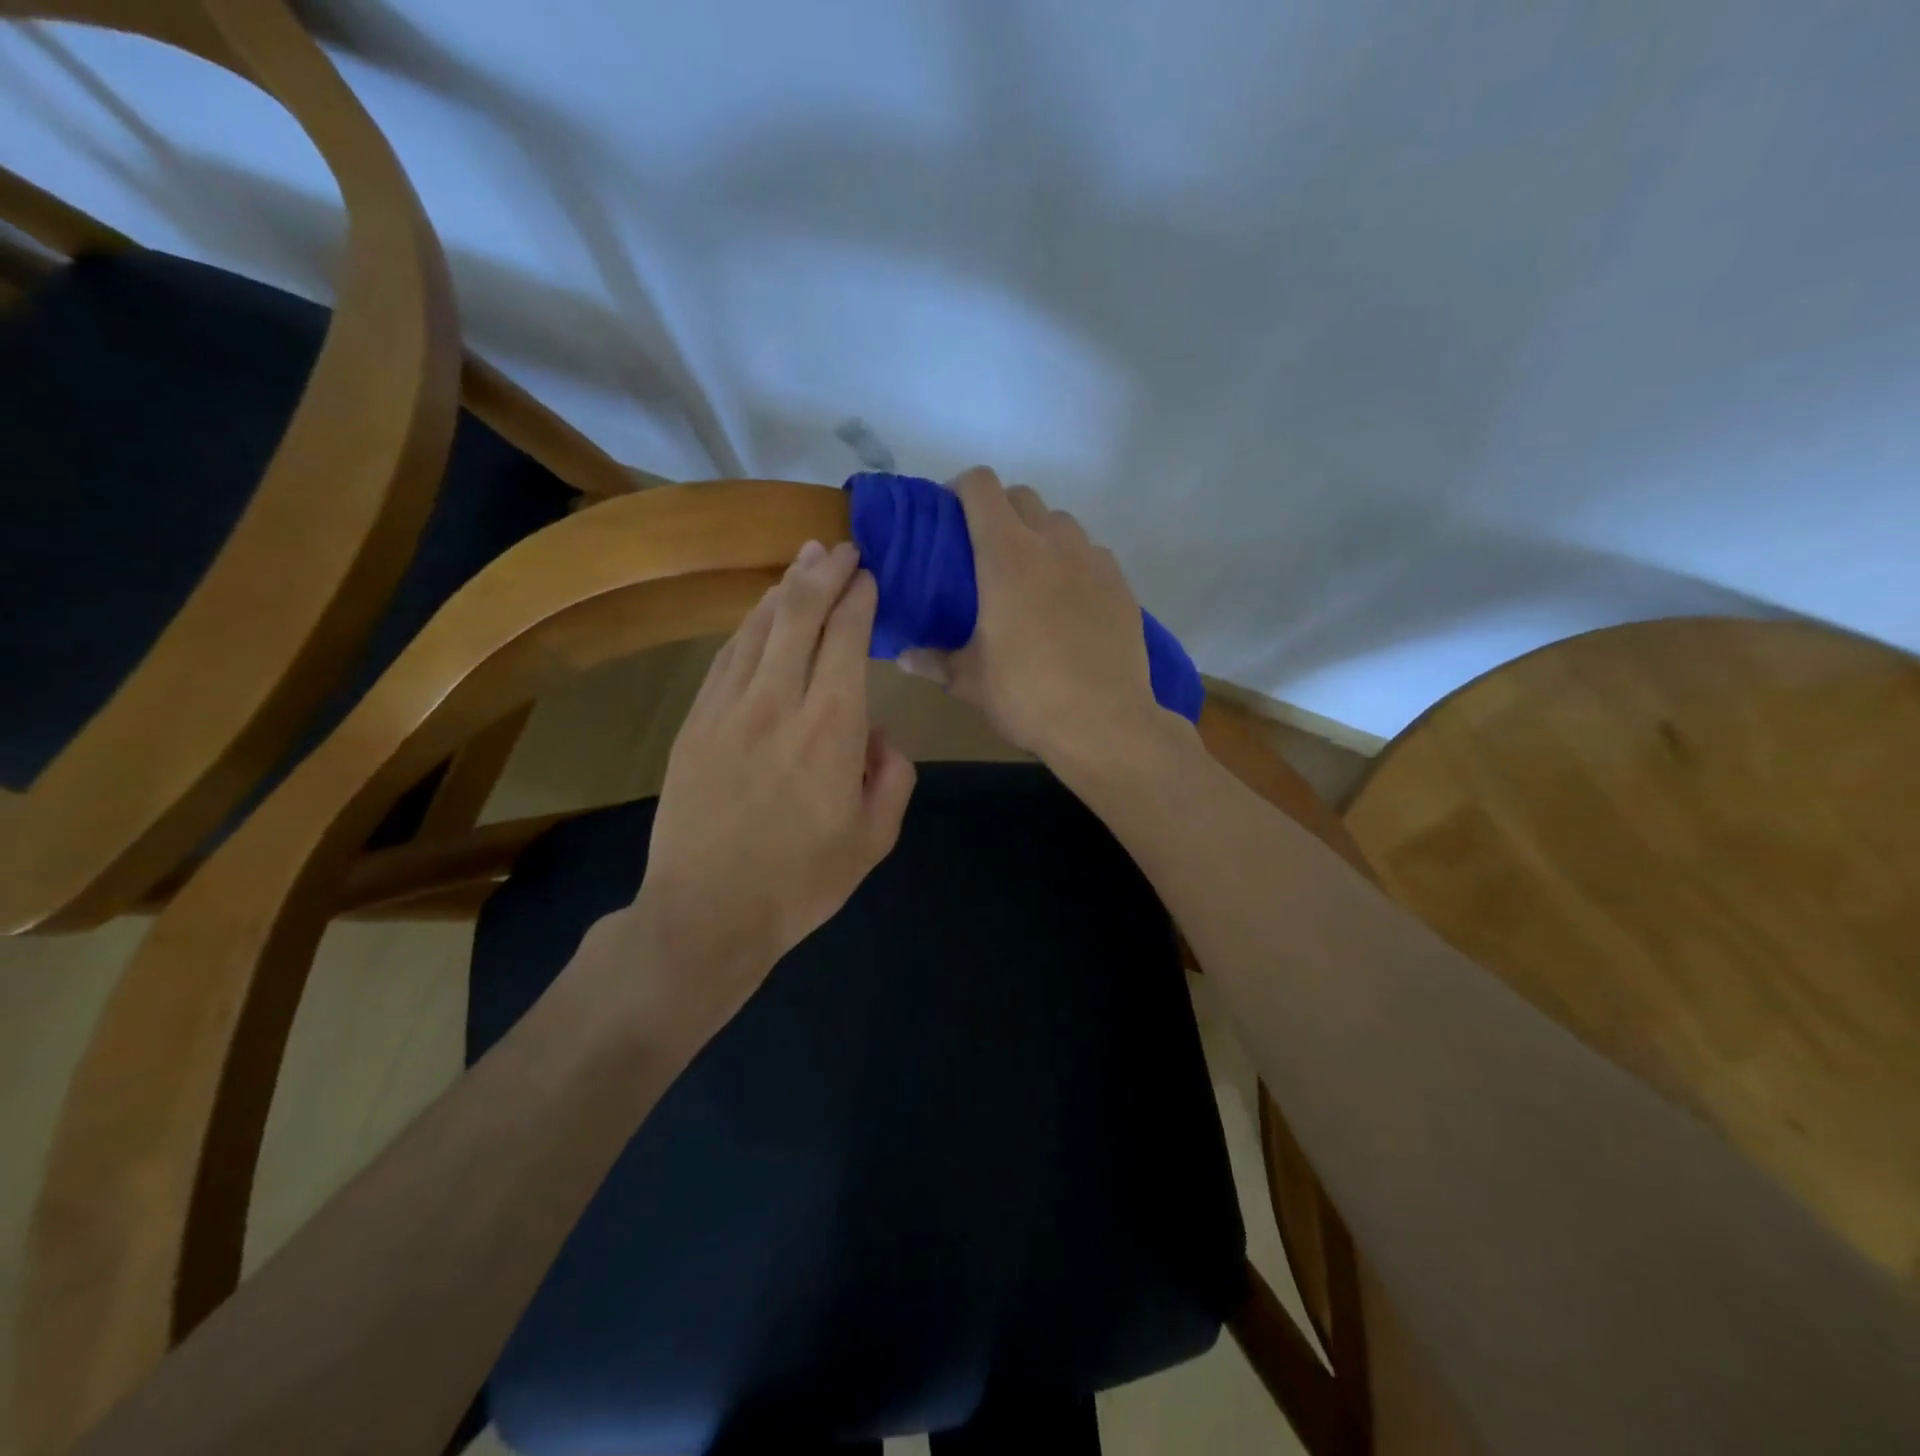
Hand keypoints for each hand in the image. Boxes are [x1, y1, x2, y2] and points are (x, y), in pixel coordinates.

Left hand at [620, 540, 915, 1032]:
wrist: (707, 913)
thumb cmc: (801, 882)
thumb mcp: (874, 839)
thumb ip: (892, 776)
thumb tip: (878, 734)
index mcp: (831, 728)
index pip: (847, 640)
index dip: (859, 599)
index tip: (869, 575)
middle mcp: (778, 703)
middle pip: (800, 617)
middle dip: (823, 574)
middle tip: (840, 547)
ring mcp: (728, 709)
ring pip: (758, 629)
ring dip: (784, 589)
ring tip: (804, 561)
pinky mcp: (695, 724)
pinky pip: (725, 658)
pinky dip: (748, 627)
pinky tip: (760, 613)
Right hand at [902, 467, 1176, 771]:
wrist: (1104, 723)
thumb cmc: (1027, 696)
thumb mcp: (970, 681)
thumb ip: (934, 660)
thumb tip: (904, 657)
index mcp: (1007, 556)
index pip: (981, 487)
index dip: (961, 489)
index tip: (950, 517)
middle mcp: (1053, 543)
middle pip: (1022, 496)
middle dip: (999, 511)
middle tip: (985, 551)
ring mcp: (1093, 560)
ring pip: (1060, 523)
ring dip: (1038, 534)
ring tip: (1029, 576)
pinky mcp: (1121, 584)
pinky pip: (1091, 554)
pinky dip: (1072, 563)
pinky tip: (1068, 603)